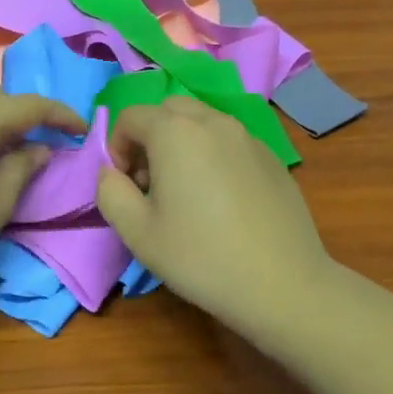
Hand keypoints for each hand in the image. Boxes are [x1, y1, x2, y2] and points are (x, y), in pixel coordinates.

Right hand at [96, 96, 333, 330]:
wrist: (282, 283)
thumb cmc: (201, 257)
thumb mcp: (137, 233)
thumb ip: (110, 192)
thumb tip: (110, 172)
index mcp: (176, 132)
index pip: (130, 116)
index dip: (116, 147)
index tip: (125, 186)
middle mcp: (214, 122)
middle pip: (168, 110)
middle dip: (149, 137)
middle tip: (150, 183)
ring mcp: (248, 137)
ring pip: (202, 122)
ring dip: (181, 143)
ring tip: (185, 191)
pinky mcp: (272, 157)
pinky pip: (230, 141)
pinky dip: (212, 155)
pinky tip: (221, 201)